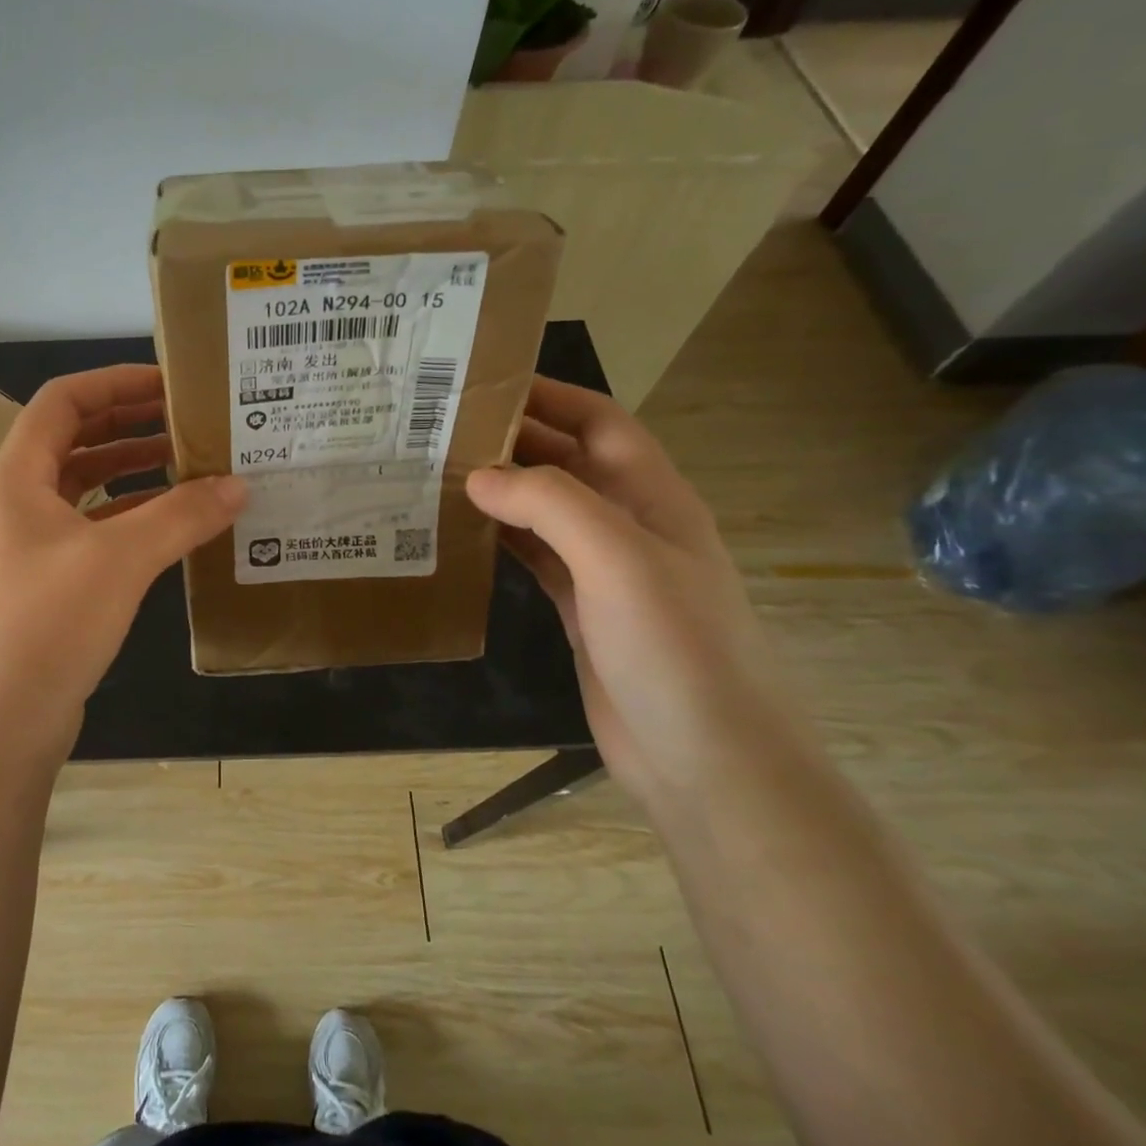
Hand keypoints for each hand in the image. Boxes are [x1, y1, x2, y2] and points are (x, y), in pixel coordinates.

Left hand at [0, 365, 245, 760]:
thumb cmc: (45, 626)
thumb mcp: (119, 560)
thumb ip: (181, 516)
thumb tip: (239, 486)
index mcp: (16, 477)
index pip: (62, 401)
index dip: (114, 382)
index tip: (169, 384)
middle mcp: (14, 503)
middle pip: (72, 441)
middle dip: (128, 425)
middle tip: (187, 422)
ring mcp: (24, 548)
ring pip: (81, 490)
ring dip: (130, 473)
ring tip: (188, 468)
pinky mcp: (41, 586)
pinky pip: (87, 533)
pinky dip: (126, 520)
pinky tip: (168, 528)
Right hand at [466, 378, 781, 805]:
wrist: (709, 762)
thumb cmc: (676, 649)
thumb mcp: (619, 561)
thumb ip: (551, 505)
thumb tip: (478, 474)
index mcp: (653, 497)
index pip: (599, 422)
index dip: (549, 395)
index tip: (484, 383)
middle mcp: (629, 525)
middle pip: (566, 463)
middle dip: (512, 440)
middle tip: (440, 429)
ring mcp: (605, 571)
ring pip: (545, 510)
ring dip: (500, 490)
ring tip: (437, 474)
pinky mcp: (581, 610)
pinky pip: (534, 557)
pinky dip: (500, 539)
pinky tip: (460, 534)